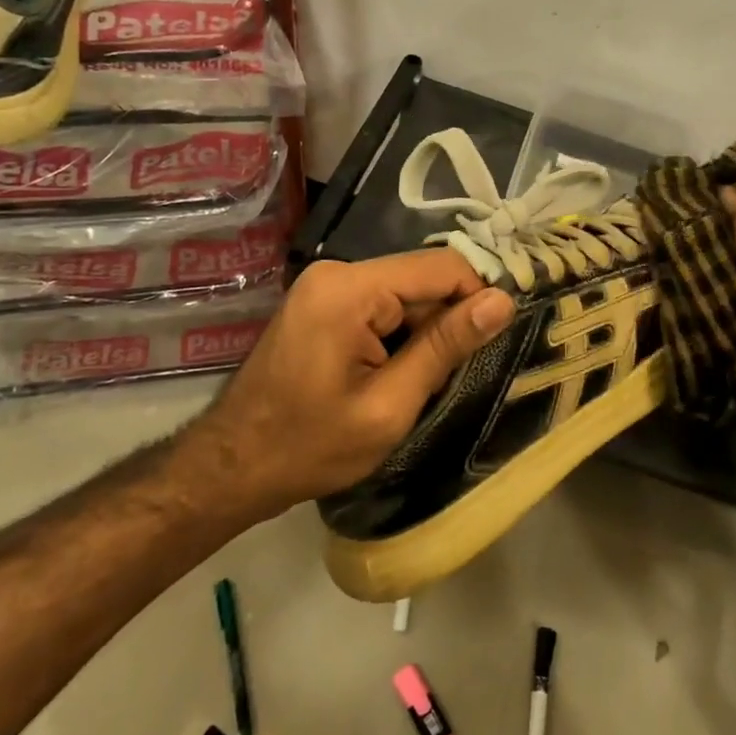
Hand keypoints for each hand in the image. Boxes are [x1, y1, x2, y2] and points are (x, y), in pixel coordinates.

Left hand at [182, 250, 514, 515]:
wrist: (232, 467)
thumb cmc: (310, 446)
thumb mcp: (389, 404)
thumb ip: (445, 346)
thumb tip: (502, 301)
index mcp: (350, 289)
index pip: (441, 267)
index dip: (478, 297)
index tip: (495, 340)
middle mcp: (337, 271)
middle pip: (421, 279)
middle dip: (445, 322)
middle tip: (449, 376)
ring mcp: (325, 284)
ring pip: (404, 294)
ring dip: (422, 332)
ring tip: (418, 382)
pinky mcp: (321, 301)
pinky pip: (379, 304)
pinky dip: (398, 334)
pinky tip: (393, 372)